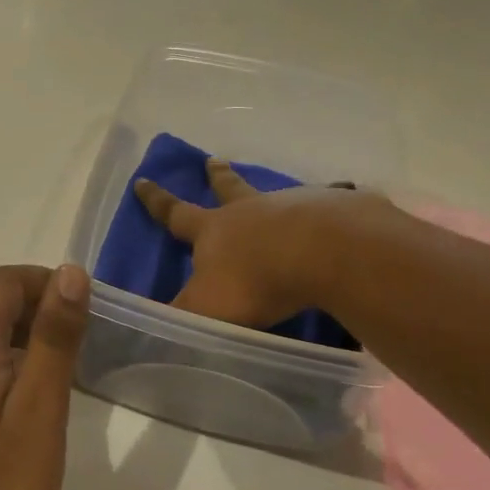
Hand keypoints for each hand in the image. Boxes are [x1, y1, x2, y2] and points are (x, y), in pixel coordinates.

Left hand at [0, 265, 90, 489]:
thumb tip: (69, 273)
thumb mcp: (39, 412)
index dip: (47, 286)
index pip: (4, 281)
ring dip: (10, 339)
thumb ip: (53, 338)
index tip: (81, 318)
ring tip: (47, 382)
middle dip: (32, 311)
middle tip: (72, 352)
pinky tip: (7, 412)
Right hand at [134, 157, 397, 328]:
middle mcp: (249, 211)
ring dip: (272, 193)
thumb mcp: (205, 310)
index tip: (142, 180)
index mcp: (214, 231)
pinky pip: (328, 201)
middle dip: (218, 176)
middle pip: (228, 189)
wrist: (319, 252)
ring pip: (275, 194)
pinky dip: (334, 197)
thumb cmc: (253, 281)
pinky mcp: (329, 210)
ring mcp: (290, 207)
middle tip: (214, 159)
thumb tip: (147, 329)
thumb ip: (180, 319)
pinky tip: (346, 193)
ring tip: (281, 191)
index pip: (176, 214)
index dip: (157, 201)